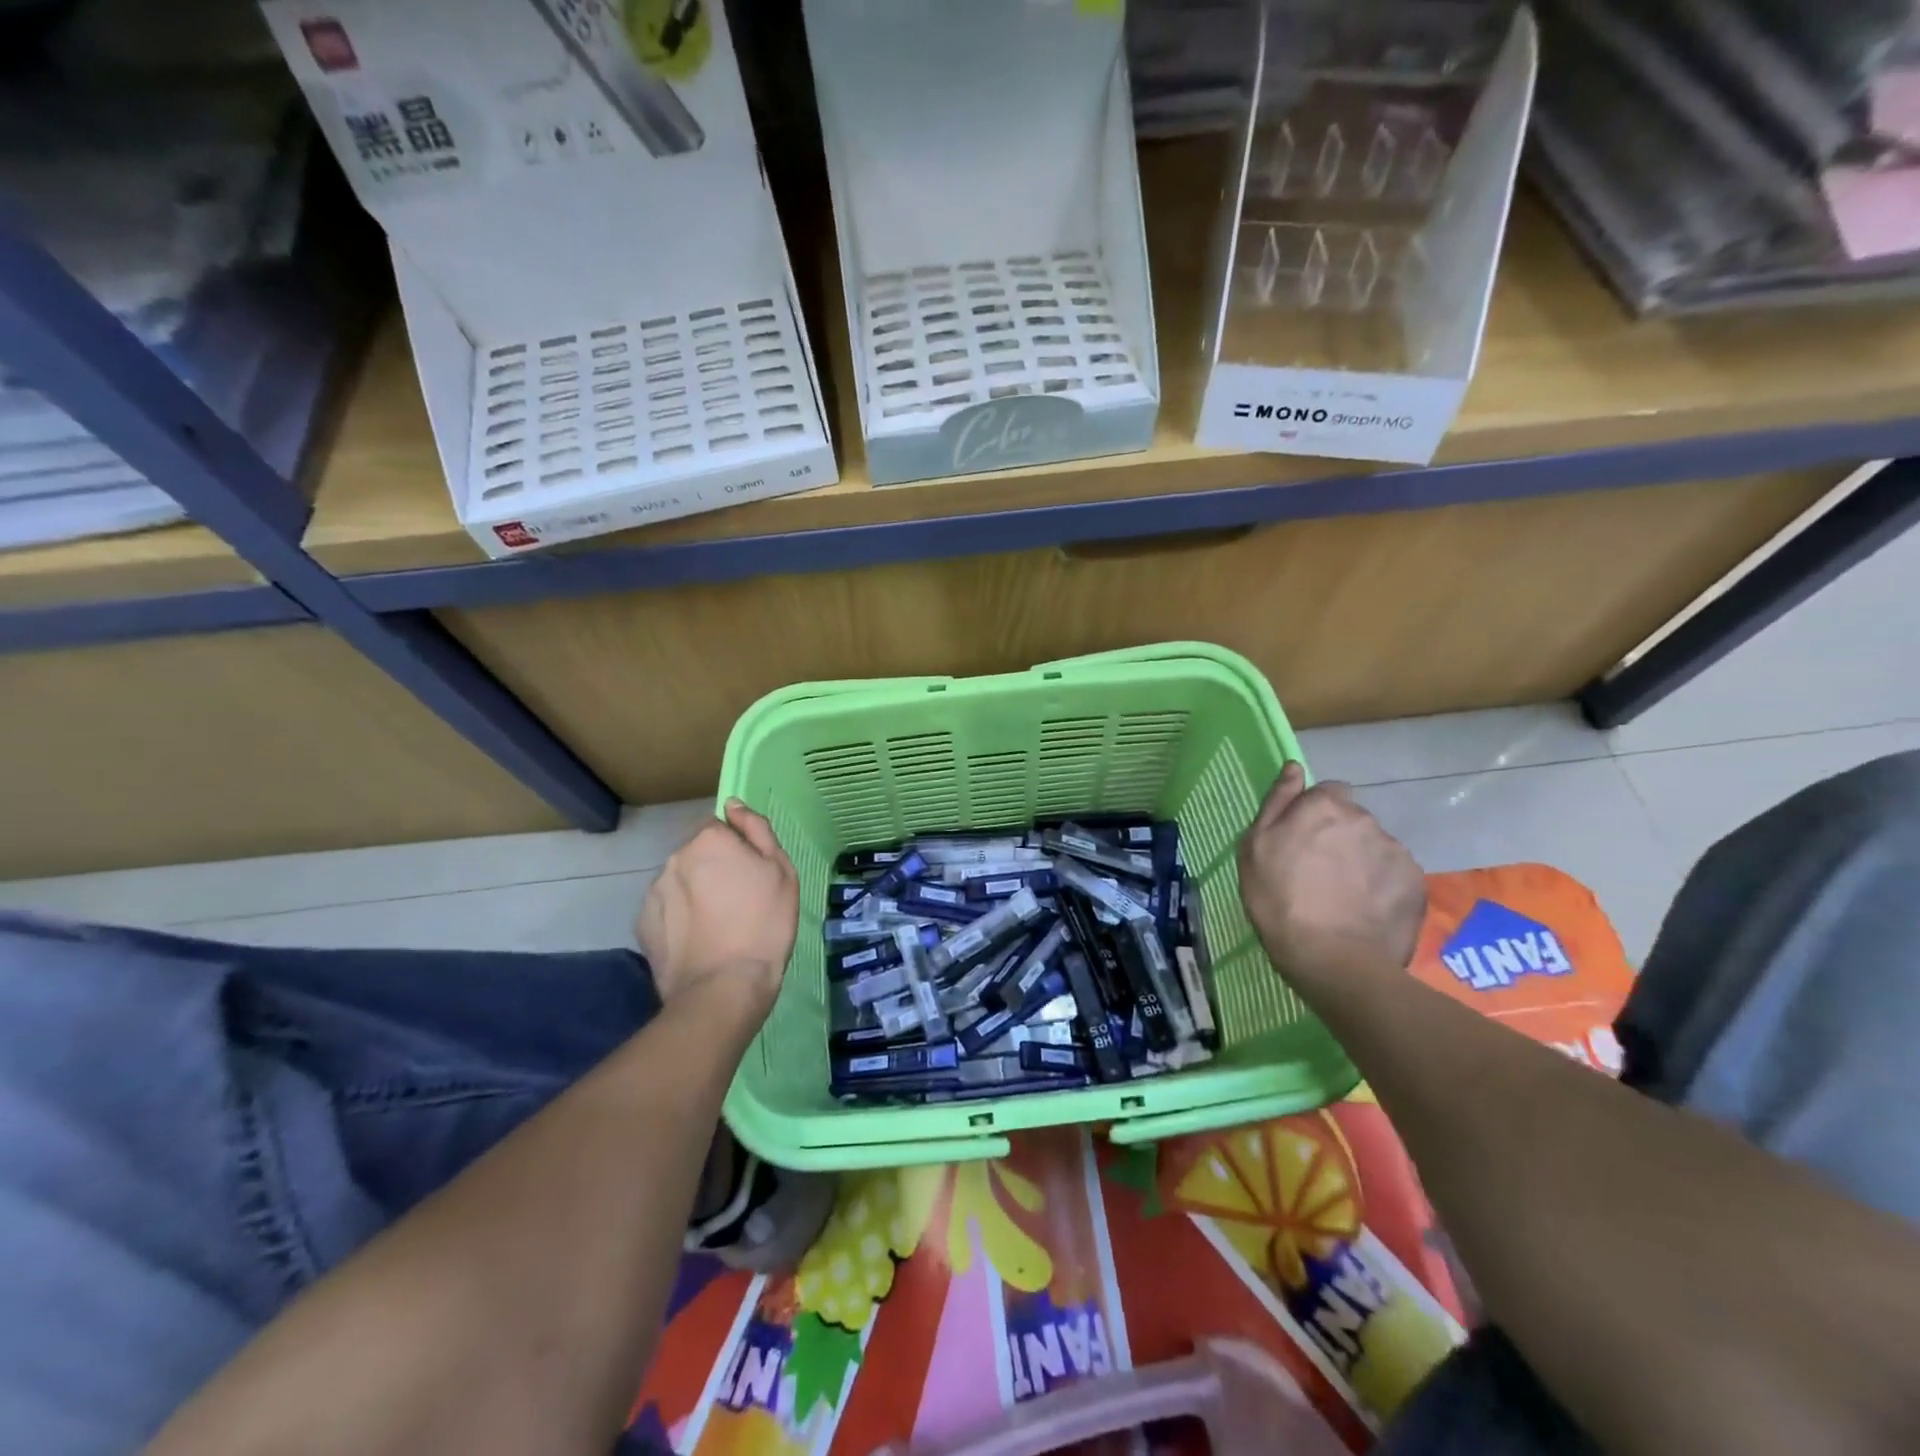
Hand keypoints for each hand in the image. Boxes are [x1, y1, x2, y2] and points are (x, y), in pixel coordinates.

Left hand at [637, 799, 798, 1020]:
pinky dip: (680, 918)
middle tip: (740, 903)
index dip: (738, 850)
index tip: (752, 876)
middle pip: (698, 854)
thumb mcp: (781, 870)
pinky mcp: (644, 924)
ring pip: (681, 881)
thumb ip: (756, 830)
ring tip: (718, 927)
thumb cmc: (764, 923)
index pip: (721, 828)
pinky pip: (667, 909)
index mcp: (709, 840)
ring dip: (696, 893)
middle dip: (714, 869)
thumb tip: (734, 804)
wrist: (724, 987)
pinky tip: (699, 941)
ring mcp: (655, 891)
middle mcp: (675, 858)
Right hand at [1237, 762, 1426, 996]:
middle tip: (1318, 873)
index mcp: (1325, 805)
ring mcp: (1395, 851)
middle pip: (1352, 819)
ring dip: (1361, 861)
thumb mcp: (1255, 846)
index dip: (1313, 814)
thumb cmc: (1278, 898)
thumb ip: (1277, 801)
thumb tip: (1294, 767)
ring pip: (1374, 847)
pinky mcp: (1416, 884)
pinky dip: (1382, 887)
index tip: (1301, 841)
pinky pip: (1395, 876)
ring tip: (1343, 897)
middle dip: (1339, 837)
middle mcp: (1366, 819)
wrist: (1332, 959)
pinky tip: (1365, 911)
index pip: (1327, 791)